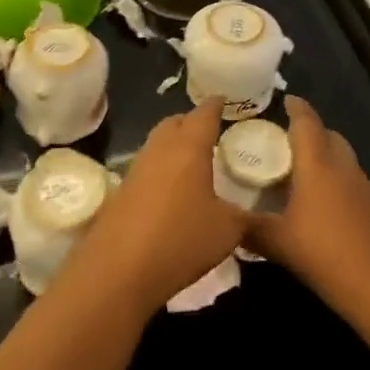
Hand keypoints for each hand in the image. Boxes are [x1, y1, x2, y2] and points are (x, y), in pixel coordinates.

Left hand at [70, 99, 247, 314]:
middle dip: (192, 122)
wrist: (119, 269)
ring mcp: (136, 168)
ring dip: (174, 145)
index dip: (216, 105)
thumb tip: (251, 213)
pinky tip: (171, 191)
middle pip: (175, 122)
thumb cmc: (181, 239)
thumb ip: (243, 216)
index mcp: (189, 146)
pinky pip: (146, 168)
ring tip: (192, 161)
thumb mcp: (227, 231)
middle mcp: (160, 148)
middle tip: (210, 132)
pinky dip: (161, 169)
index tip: (225, 100)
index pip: (205, 113)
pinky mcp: (121, 191)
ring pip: (158, 143)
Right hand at [248, 96, 369, 319]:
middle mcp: (343, 167)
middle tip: (284, 142)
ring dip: (324, 156)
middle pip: (328, 135)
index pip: (307, 122)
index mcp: (317, 164)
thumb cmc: (325, 255)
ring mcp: (364, 187)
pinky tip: (322, 206)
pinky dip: (336, 180)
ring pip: (342, 158)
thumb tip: (226, 221)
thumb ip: (249, 228)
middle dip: (309, 132)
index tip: (284, 100)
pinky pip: (352, 180)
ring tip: (300, 174)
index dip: (296, 107)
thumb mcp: (278, 243)